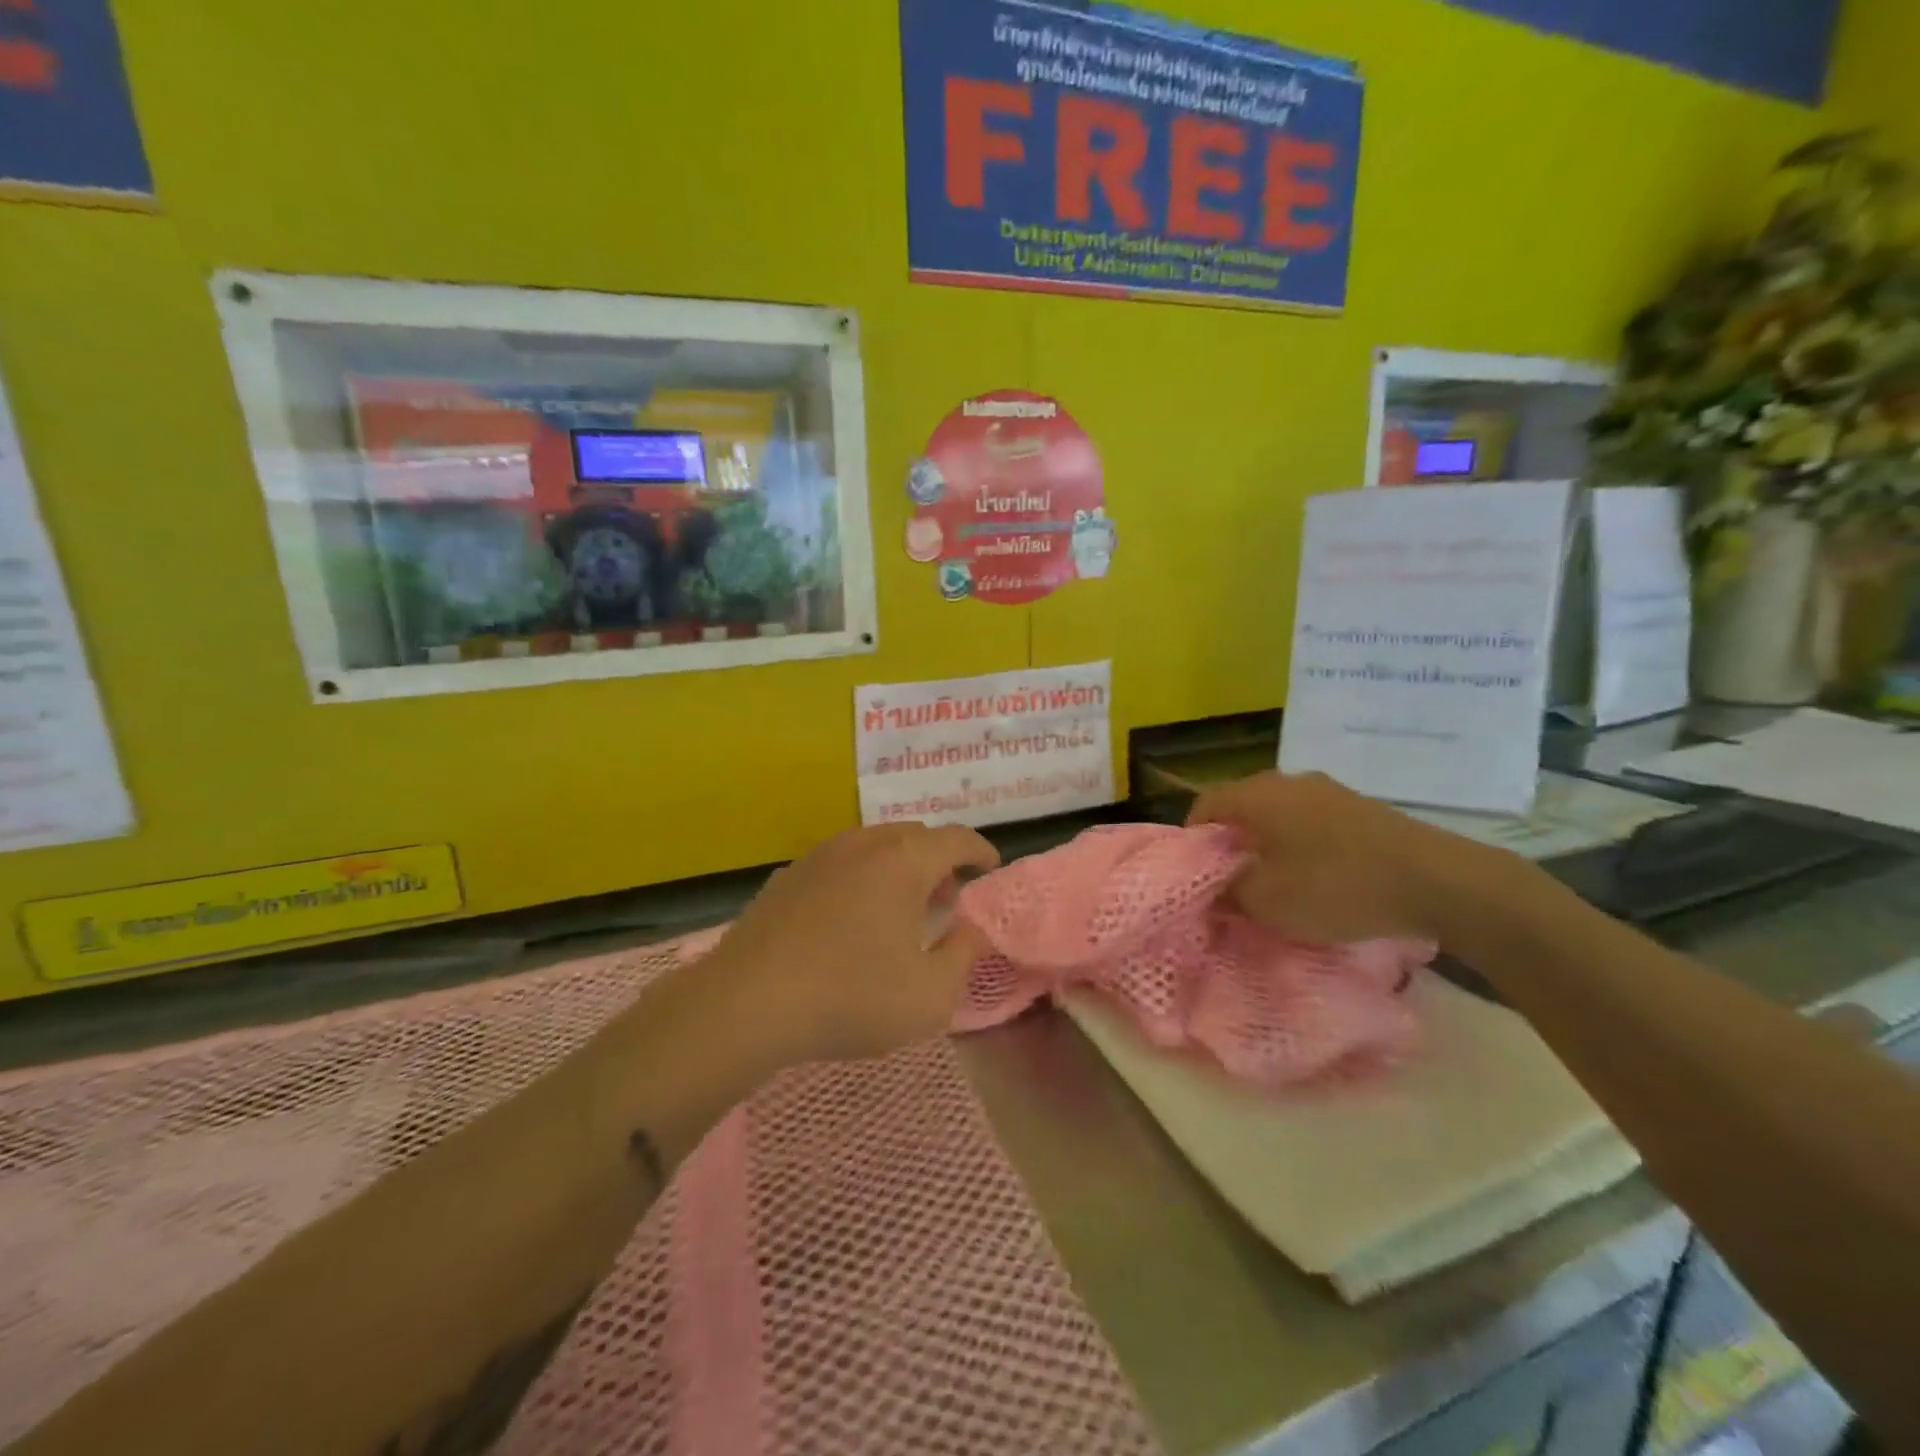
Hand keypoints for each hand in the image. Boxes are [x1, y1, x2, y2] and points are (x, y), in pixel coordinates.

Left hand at [707, 823, 1001, 1066]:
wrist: (746, 1003)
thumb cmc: (851, 997)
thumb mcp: (930, 995)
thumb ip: (963, 956)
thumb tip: (969, 929)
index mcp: (904, 861)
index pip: (956, 838)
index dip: (980, 850)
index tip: (990, 867)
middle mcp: (863, 844)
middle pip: (914, 836)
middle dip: (939, 861)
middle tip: (946, 898)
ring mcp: (820, 855)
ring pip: (874, 846)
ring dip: (898, 869)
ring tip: (900, 910)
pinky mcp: (787, 876)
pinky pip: (840, 864)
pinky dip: (860, 878)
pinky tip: (851, 919)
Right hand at [1189, 771, 1493, 943]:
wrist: (1437, 881)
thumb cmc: (1336, 885)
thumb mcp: (1268, 901)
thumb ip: (1228, 892)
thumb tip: (1212, 888)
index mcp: (1257, 795)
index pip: (1205, 805)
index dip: (1193, 839)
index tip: (1196, 875)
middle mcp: (1287, 781)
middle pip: (1242, 807)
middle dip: (1231, 844)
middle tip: (1231, 882)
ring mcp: (1328, 790)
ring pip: (1278, 815)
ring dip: (1268, 845)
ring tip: (1274, 883)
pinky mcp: (1360, 808)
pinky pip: (1311, 822)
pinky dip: (1301, 845)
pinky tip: (1316, 877)